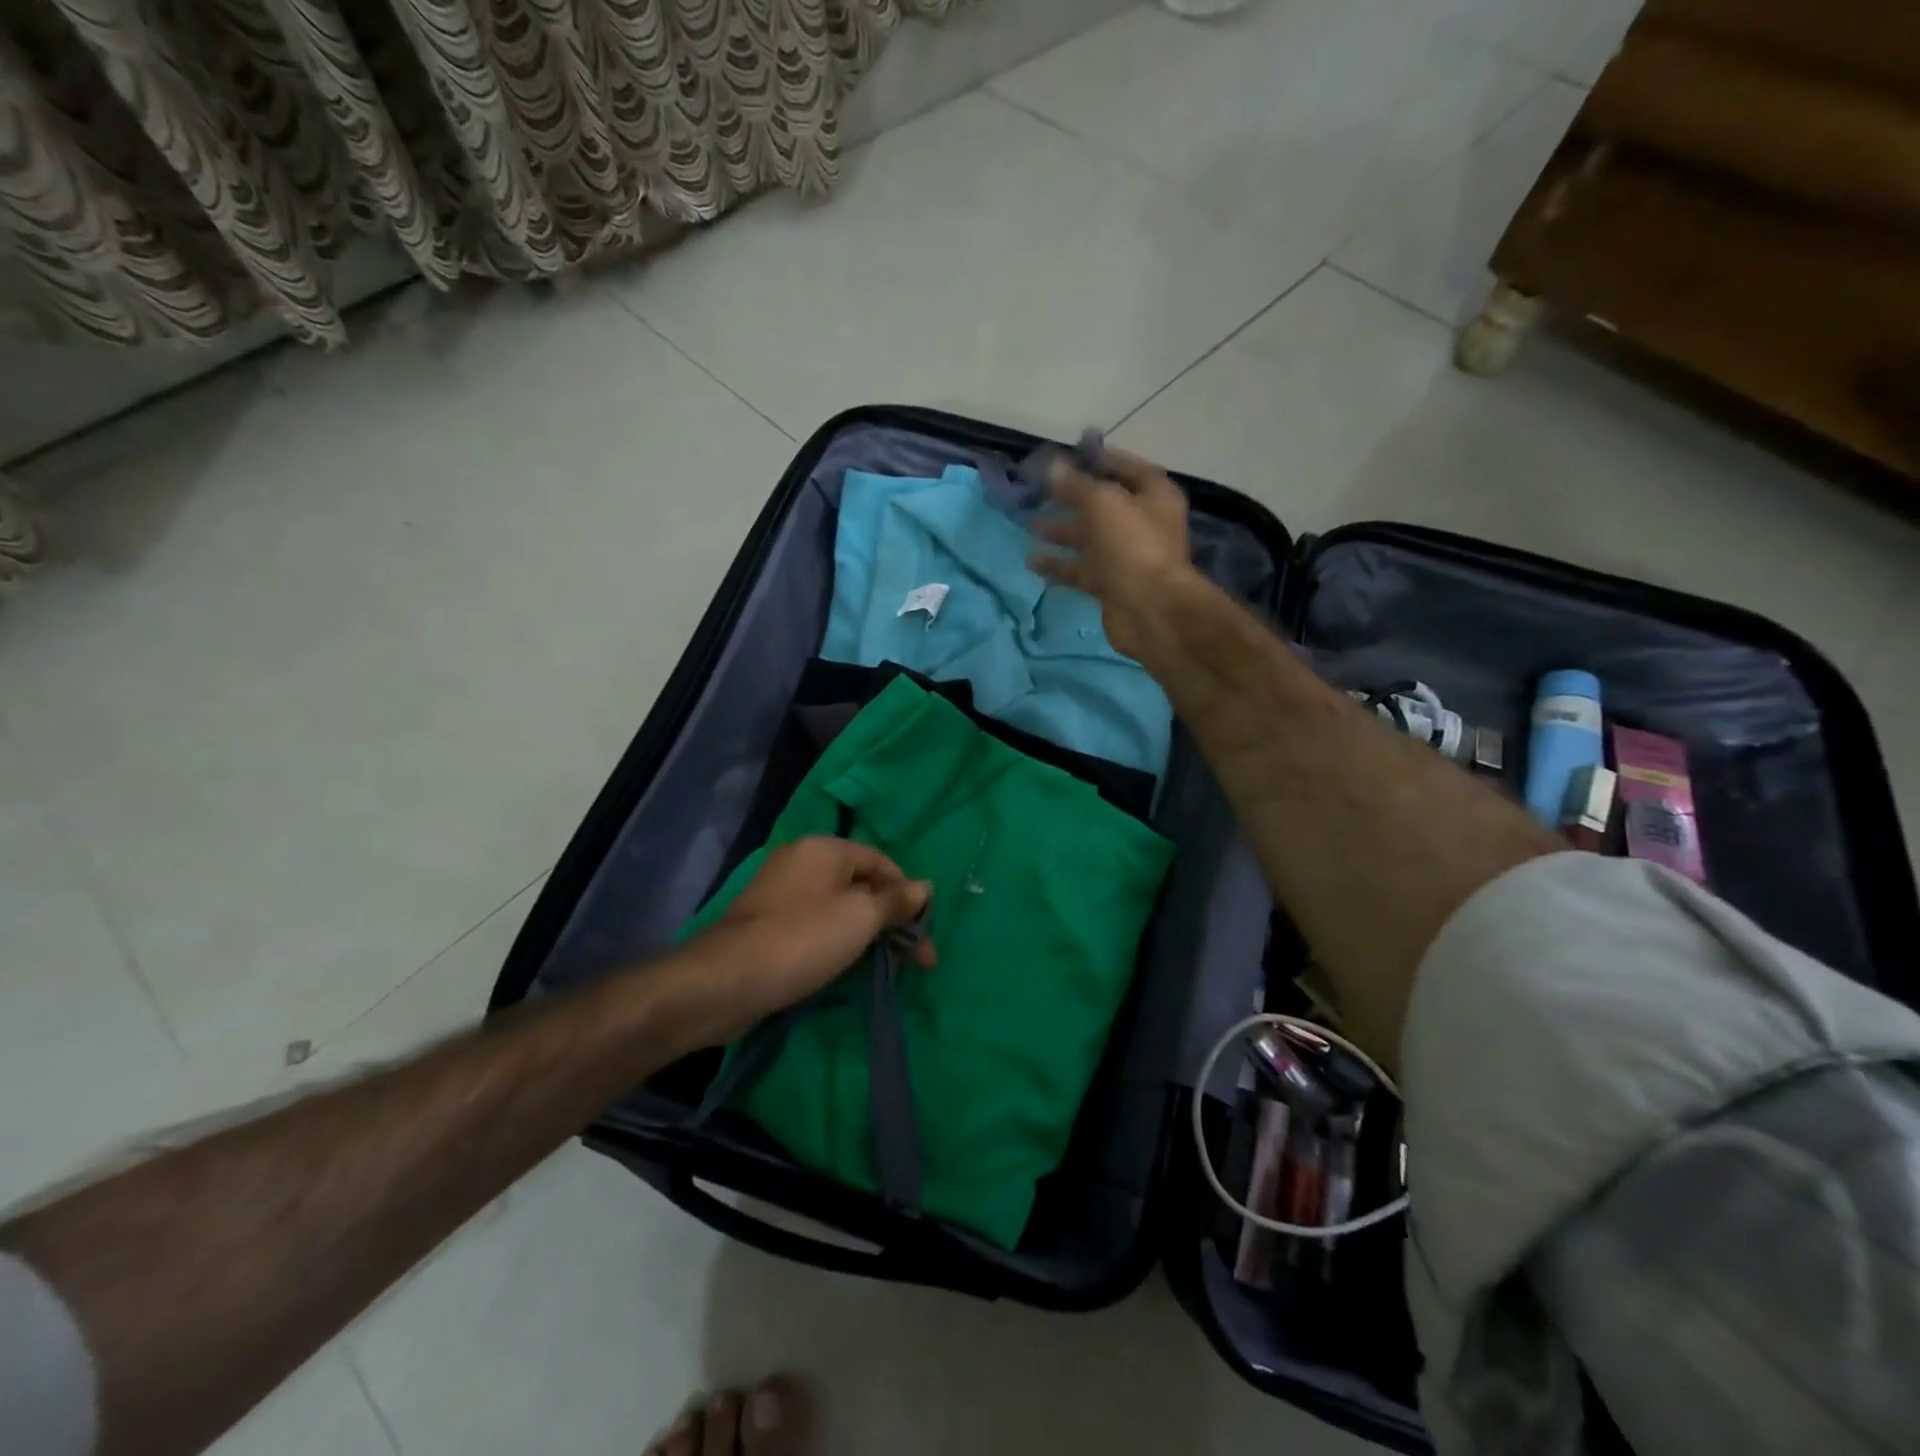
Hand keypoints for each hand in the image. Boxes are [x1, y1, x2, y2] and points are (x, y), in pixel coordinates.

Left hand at [683, 838, 934, 1043]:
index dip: (908, 894)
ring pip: (841, 909)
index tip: (924, 932)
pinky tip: (854, 968)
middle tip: (919, 961)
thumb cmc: (802, 939)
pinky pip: (817, 926)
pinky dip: (840, 943)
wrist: (725, 981)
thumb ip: (896, 901)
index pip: (882, 862)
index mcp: (824, 848)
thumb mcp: (860, 917)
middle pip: (862, 886)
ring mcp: (783, 894)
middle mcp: (803, 862)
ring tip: (893, 970)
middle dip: (894, 921)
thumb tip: (925, 886)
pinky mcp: (770, 925)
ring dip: (870, 936)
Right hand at [1027, 444, 1192, 661]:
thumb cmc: (1131, 545)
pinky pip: (1081, 570)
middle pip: (1104, 506)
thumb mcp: (1102, 503)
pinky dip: (1059, 565)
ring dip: (1061, 532)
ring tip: (1030, 526)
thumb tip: (1052, 467)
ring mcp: (1126, 557)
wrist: (1149, 610)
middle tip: (1039, 493)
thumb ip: (1075, 484)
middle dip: (1071, 500)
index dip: (1100, 461)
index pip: (1128, 469)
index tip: (1069, 457)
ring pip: (1089, 539)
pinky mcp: (1110, 585)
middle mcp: (1142, 524)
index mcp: (1154, 497)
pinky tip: (1032, 562)